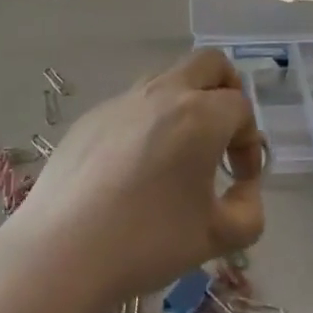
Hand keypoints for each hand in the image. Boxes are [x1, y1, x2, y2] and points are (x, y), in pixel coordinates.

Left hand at [2, 49, 264, 311]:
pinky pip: (133, 103)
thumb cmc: (147, 241)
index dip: (249, 141)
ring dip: (186, 103)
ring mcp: (123, 99)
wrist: (63, 249)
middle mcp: (163, 93)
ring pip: (169, 78)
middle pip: (210, 63)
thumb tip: (243, 188)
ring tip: (179, 155)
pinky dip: (149, 121)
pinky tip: (134, 169)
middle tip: (222, 135)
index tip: (239, 179)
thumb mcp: (216, 237)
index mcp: (199, 115)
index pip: (241, 107)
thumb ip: (248, 211)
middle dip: (227, 91)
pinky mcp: (93, 114)